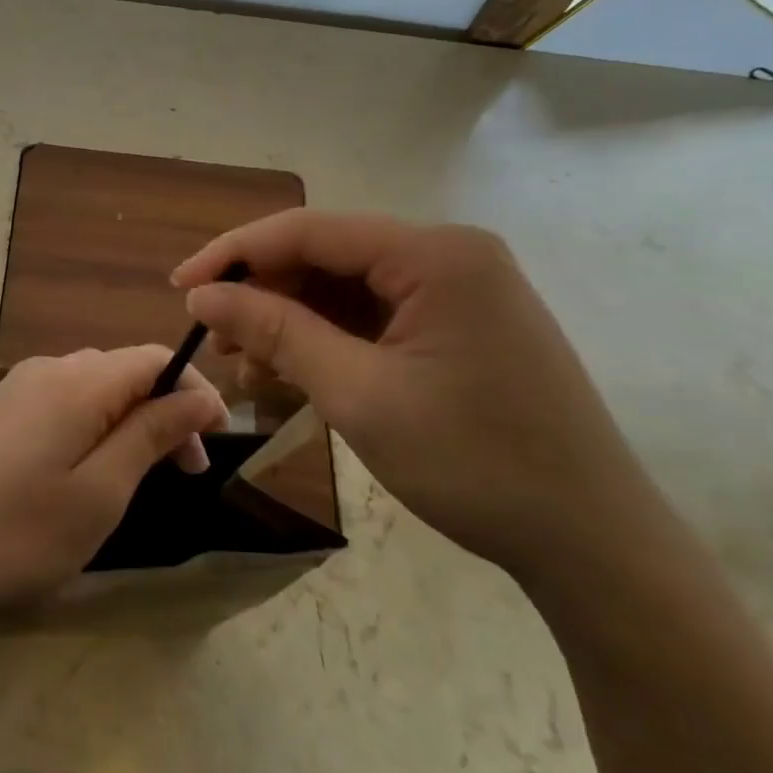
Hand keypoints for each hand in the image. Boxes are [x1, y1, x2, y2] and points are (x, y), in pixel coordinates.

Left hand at [0, 347, 226, 632]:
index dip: (194, 390)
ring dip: (128, 422)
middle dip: (164, 412)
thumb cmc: (18, 534)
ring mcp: (14, 389)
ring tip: (141, 476)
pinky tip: (85, 470)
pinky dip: (92, 427)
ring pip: (92, 388)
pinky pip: (60, 403)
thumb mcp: (101, 491)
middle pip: (124, 372)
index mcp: (78, 382)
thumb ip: (151, 433)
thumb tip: (198, 396)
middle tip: (187, 472)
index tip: (218, 439)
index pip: (155, 359)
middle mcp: (46, 369)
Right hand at [173, 212, 654, 578]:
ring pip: (346, 290)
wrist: (592, 542)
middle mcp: (448, 255)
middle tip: (214, 342)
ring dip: (291, 323)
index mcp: (435, 254)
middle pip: (328, 257)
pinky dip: (328, 342)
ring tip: (246, 369)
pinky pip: (374, 318)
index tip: (180, 287)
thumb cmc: (475, 463)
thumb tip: (203, 295)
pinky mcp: (459, 326)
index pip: (310, 230)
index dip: (235, 254)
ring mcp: (458, 291)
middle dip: (264, 296)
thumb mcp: (359, 394)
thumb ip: (276, 332)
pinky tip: (292, 375)